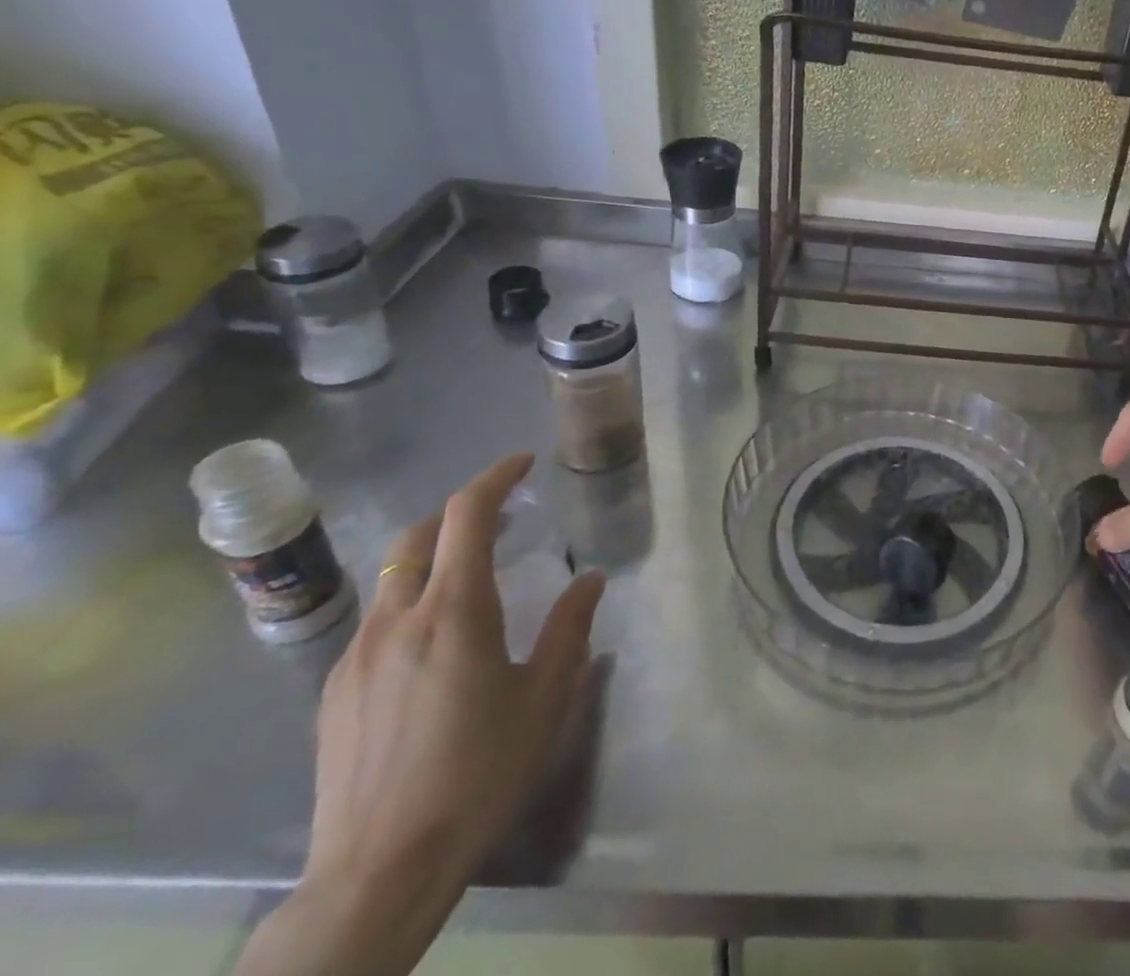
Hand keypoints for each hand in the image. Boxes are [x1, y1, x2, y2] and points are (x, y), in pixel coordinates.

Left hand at [238, 454, 604, 975]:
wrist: (378, 871)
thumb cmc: (479, 773)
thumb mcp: (545, 697)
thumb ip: (570, 628)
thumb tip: (591, 579)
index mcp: (454, 611)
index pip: (467, 514)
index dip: (495, 477)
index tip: (521, 463)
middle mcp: (397, 619)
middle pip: (418, 535)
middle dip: (459, 511)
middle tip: (500, 515)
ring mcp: (356, 655)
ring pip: (392, 578)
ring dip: (432, 557)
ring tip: (469, 578)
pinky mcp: (332, 693)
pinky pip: (374, 622)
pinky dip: (408, 603)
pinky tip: (431, 647)